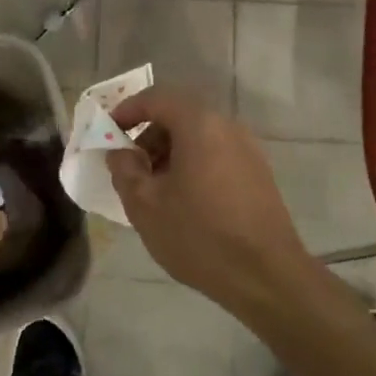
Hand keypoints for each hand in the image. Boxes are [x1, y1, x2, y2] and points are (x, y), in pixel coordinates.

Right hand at [106, 90, 318, 319]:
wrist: (267, 277)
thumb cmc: (200, 235)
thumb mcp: (146, 205)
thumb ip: (125, 170)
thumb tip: (120, 153)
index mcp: (199, 124)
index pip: (156, 98)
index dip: (127, 110)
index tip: (108, 132)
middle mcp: (227, 126)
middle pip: (179, 115)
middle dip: (148, 135)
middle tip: (130, 167)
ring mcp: (247, 149)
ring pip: (198, 136)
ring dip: (170, 152)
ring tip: (154, 189)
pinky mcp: (258, 173)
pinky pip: (216, 154)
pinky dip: (192, 164)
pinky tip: (183, 201)